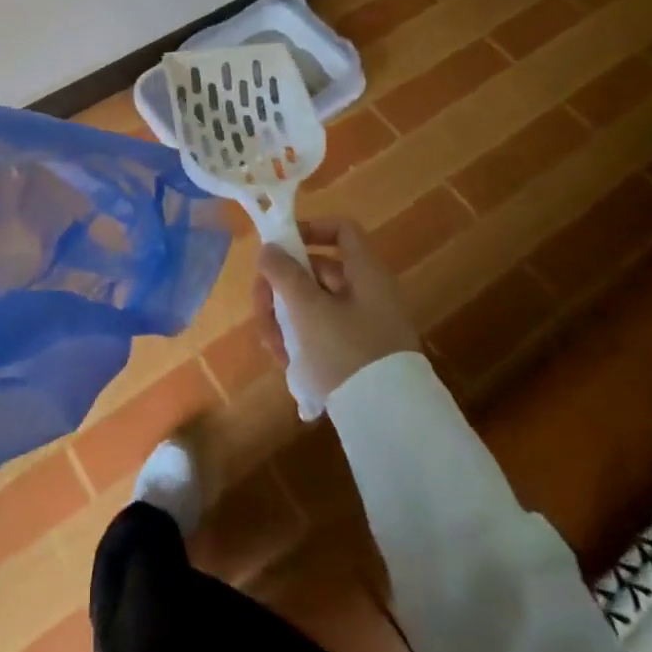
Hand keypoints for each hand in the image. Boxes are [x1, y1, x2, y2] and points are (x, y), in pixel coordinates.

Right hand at [252, 217, 425, 400]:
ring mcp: (365, 323)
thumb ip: (284, 273)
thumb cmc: (348, 352)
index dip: (310, 229)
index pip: (341, 229)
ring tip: (271, 345)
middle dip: (282, 287)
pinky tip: (287, 361)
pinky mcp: (360, 352)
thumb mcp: (308, 309)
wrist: (390, 423)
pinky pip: (324, 331)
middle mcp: (368, 291)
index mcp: (365, 271)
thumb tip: (269, 248)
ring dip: (286, 317)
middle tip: (260, 309)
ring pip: (315, 303)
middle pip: (318, 269)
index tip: (279, 248)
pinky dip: (302, 338)